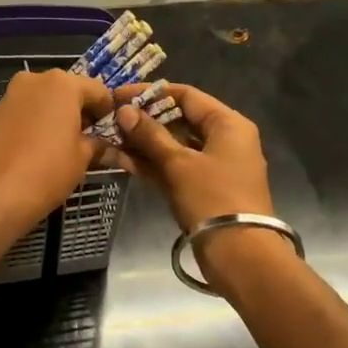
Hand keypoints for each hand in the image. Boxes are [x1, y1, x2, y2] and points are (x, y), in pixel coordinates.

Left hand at [0, 70, 114, 237]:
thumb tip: (104, 144)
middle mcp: (35, 80)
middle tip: (90, 140)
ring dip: (58, 117)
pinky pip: (26, 112)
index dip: (108, 111)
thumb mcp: (82, 158)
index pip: (98, 90)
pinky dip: (37, 124)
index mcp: (63, 83)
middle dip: (81, 112)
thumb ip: (96, 143)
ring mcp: (11, 95)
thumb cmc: (46, 171)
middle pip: (68, 91)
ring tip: (65, 147)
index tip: (113, 132)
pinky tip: (41, 150)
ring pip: (45, 101)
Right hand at [100, 83, 274, 232]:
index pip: (186, 96)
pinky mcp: (203, 189)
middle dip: (143, 121)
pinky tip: (120, 160)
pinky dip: (151, 164)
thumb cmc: (212, 198)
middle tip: (110, 119)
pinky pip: (174, 168)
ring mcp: (213, 166)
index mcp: (228, 124)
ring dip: (142, 144)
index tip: (119, 95)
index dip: (151, 94)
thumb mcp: (178, 164)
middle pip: (179, 120)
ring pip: (173, 146)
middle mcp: (224, 140)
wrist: (239, 253)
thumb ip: (149, 135)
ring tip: (108, 139)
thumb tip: (124, 111)